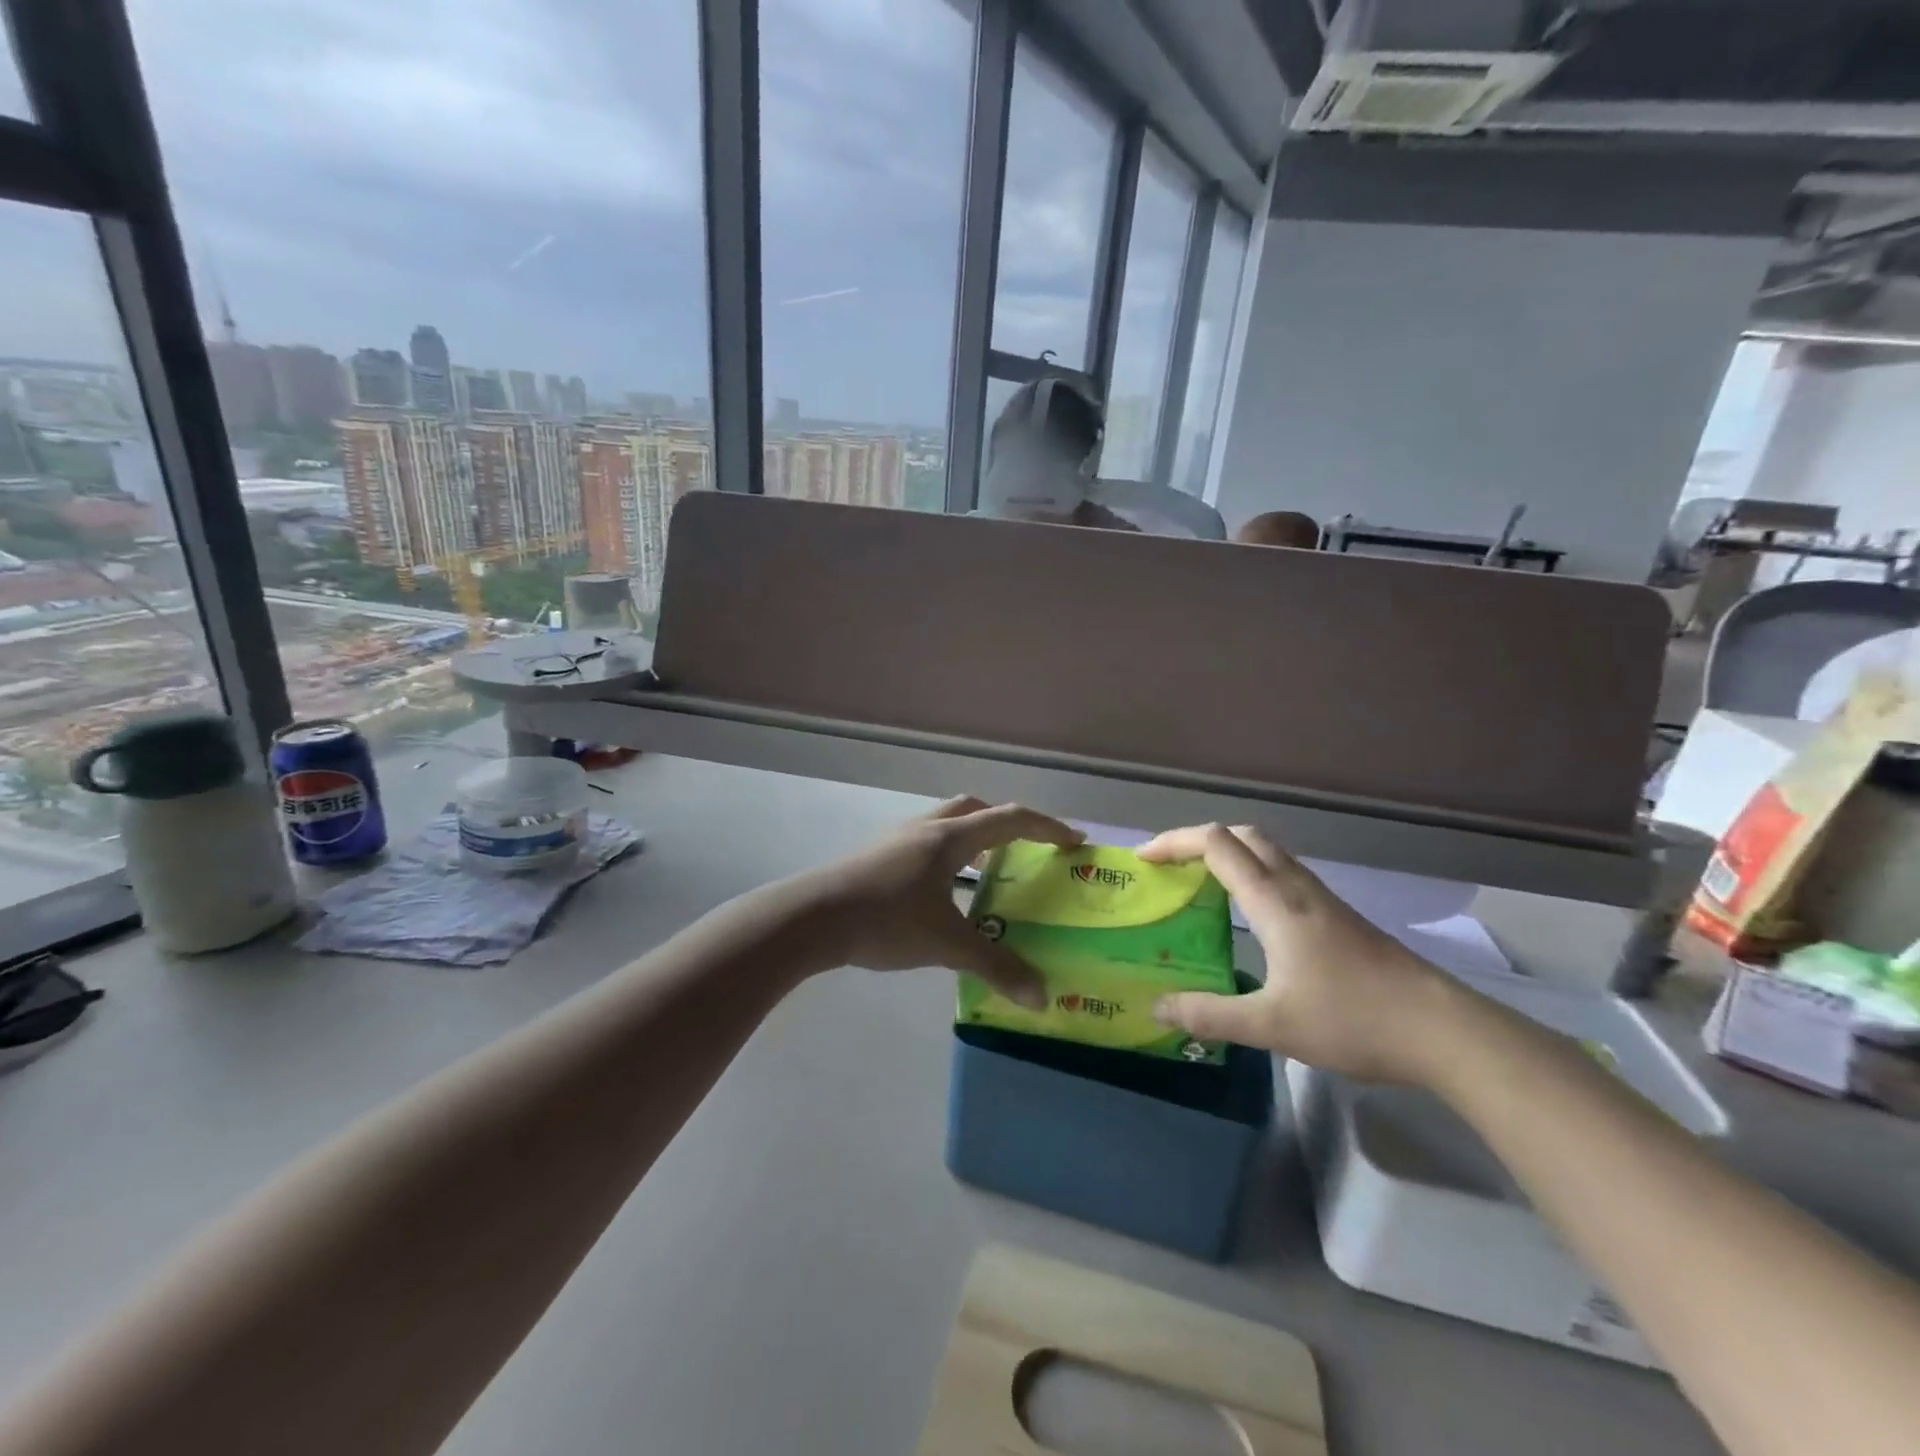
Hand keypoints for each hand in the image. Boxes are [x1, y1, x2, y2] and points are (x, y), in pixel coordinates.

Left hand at [807, 797, 1083, 1005]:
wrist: (811, 918)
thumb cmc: (885, 920)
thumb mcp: (946, 944)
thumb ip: (996, 967)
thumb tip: (1041, 996)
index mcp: (950, 838)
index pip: (1010, 820)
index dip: (1047, 827)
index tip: (1074, 841)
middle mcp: (925, 829)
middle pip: (975, 810)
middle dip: (1006, 825)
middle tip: (1026, 851)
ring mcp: (897, 841)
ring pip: (946, 825)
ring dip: (972, 840)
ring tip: (987, 875)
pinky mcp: (877, 858)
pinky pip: (925, 846)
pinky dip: (947, 859)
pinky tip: (943, 896)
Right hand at [1137, 824, 1455, 1083]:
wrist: (1441, 1030)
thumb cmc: (1352, 1019)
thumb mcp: (1271, 1025)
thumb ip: (1209, 1015)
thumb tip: (1157, 1008)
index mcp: (1274, 901)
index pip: (1217, 844)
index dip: (1175, 842)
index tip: (1144, 860)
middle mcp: (1296, 888)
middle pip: (1243, 836)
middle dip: (1199, 841)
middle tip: (1170, 868)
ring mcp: (1322, 900)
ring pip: (1267, 853)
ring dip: (1228, 855)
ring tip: (1201, 886)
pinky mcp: (1339, 917)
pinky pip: (1283, 875)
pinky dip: (1252, 876)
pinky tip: (1250, 917)